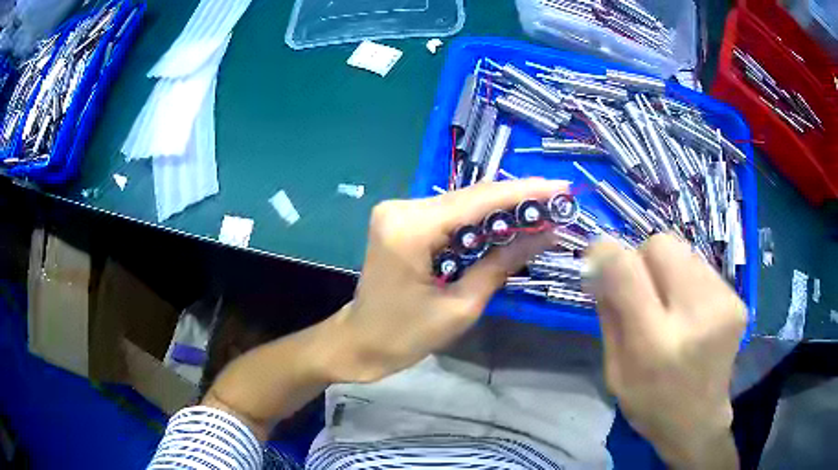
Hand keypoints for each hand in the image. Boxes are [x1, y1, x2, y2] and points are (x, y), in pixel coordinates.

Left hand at [330, 178, 568, 382]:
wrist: (360, 342)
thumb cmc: (405, 335)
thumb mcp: (461, 306)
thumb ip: (502, 264)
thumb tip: (546, 235)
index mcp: (410, 229)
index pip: (478, 201)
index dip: (524, 192)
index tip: (560, 187)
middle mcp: (401, 208)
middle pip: (469, 196)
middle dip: (515, 199)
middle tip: (556, 201)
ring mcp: (398, 211)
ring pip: (460, 202)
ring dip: (499, 208)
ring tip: (540, 210)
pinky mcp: (400, 220)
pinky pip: (448, 213)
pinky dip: (478, 219)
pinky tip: (505, 222)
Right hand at [586, 234, 745, 468]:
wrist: (699, 421)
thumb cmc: (650, 402)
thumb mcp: (614, 370)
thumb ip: (609, 314)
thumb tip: (599, 263)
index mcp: (655, 344)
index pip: (626, 270)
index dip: (606, 253)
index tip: (596, 258)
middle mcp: (695, 316)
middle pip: (661, 244)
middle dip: (643, 258)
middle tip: (642, 289)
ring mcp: (723, 304)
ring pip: (683, 250)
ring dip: (668, 270)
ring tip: (670, 304)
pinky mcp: (738, 300)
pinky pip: (702, 266)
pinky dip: (688, 280)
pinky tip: (690, 311)